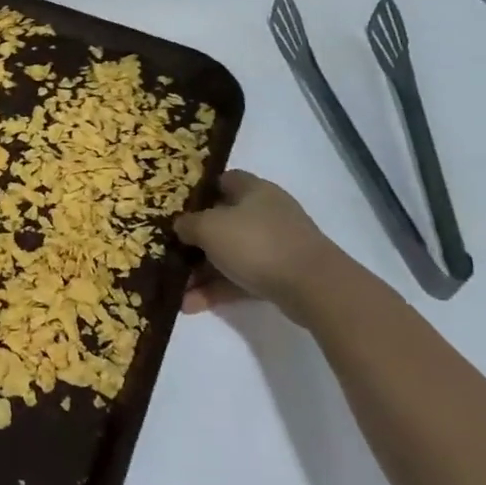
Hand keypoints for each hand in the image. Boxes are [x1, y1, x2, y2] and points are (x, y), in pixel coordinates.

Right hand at [173, 170, 347, 320]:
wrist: (314, 288)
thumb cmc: (256, 243)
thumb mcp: (209, 227)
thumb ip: (188, 224)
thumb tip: (181, 226)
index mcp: (254, 190)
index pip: (224, 179)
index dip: (199, 190)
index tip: (177, 206)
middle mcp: (266, 213)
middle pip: (223, 221)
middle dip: (195, 239)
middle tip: (170, 251)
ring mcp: (276, 246)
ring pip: (230, 254)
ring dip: (202, 271)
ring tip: (176, 288)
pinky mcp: (281, 275)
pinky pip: (241, 278)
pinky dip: (218, 290)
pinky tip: (191, 305)